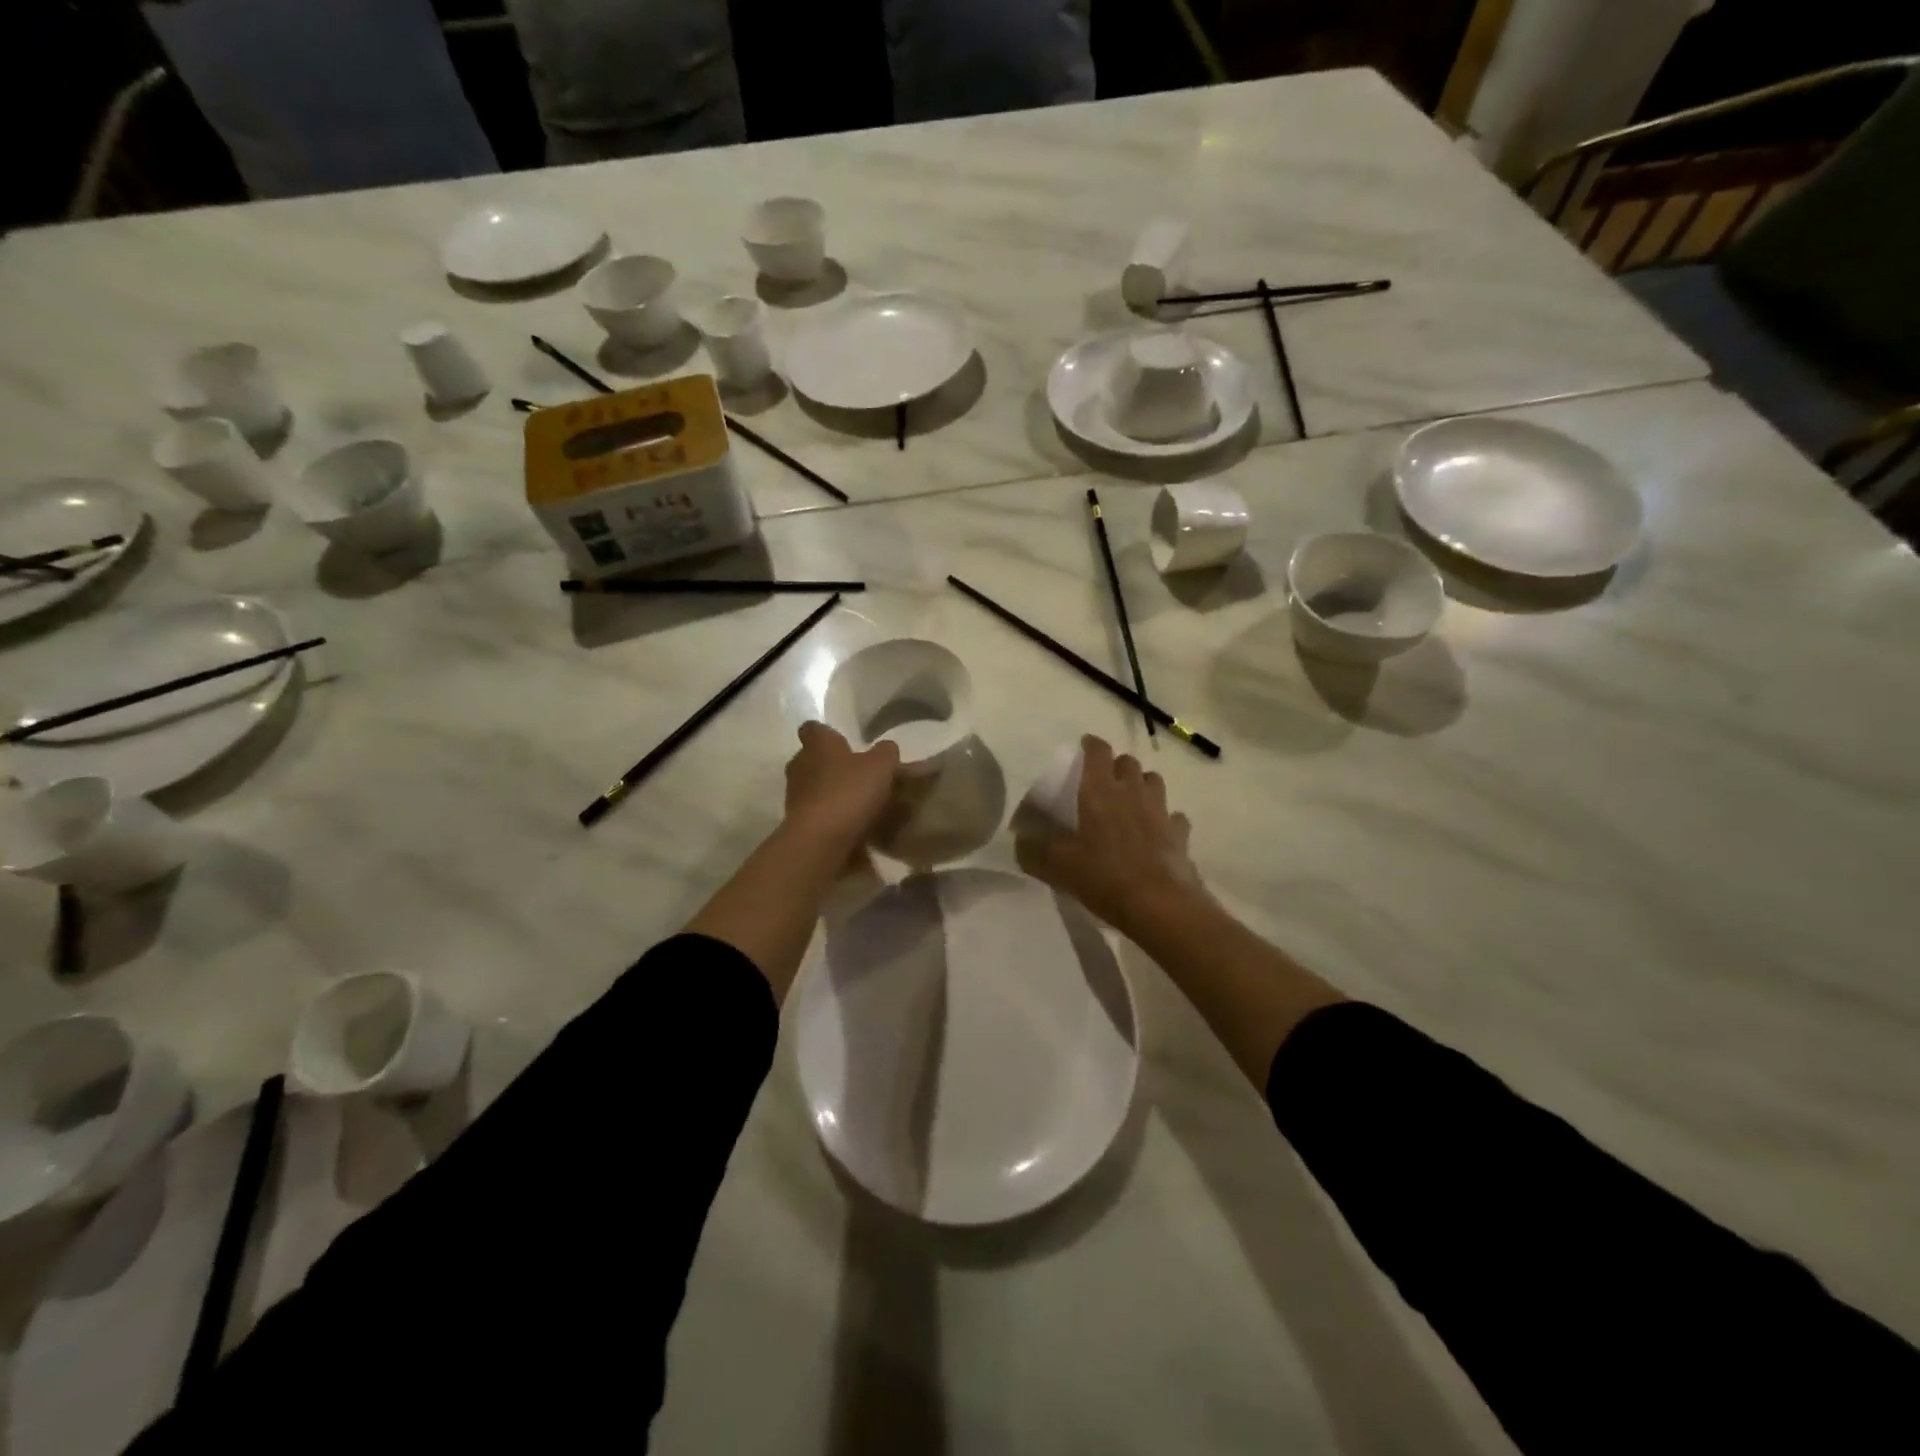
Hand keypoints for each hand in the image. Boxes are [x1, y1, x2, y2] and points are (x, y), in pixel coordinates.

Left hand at [782, 721, 899, 856]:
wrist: (820, 841)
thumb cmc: (849, 792)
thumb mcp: (881, 766)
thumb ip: (886, 753)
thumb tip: (886, 748)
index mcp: (818, 745)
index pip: (813, 729)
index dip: (826, 734)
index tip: (843, 742)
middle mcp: (800, 766)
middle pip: (813, 760)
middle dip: (833, 766)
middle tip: (858, 775)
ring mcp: (795, 796)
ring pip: (815, 789)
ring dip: (832, 794)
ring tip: (860, 806)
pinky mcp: (796, 824)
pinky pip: (818, 815)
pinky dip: (832, 819)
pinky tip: (854, 829)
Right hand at [1016, 735, 1204, 935]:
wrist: (1159, 905)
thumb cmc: (1104, 877)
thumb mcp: (1058, 867)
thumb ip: (1034, 851)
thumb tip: (1019, 841)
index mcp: (1100, 791)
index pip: (1098, 752)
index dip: (1091, 745)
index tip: (1084, 745)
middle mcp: (1132, 792)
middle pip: (1128, 763)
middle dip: (1116, 765)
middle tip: (1104, 780)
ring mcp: (1160, 811)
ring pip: (1154, 782)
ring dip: (1142, 784)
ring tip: (1131, 800)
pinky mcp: (1180, 834)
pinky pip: (1174, 817)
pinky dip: (1166, 819)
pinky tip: (1158, 831)